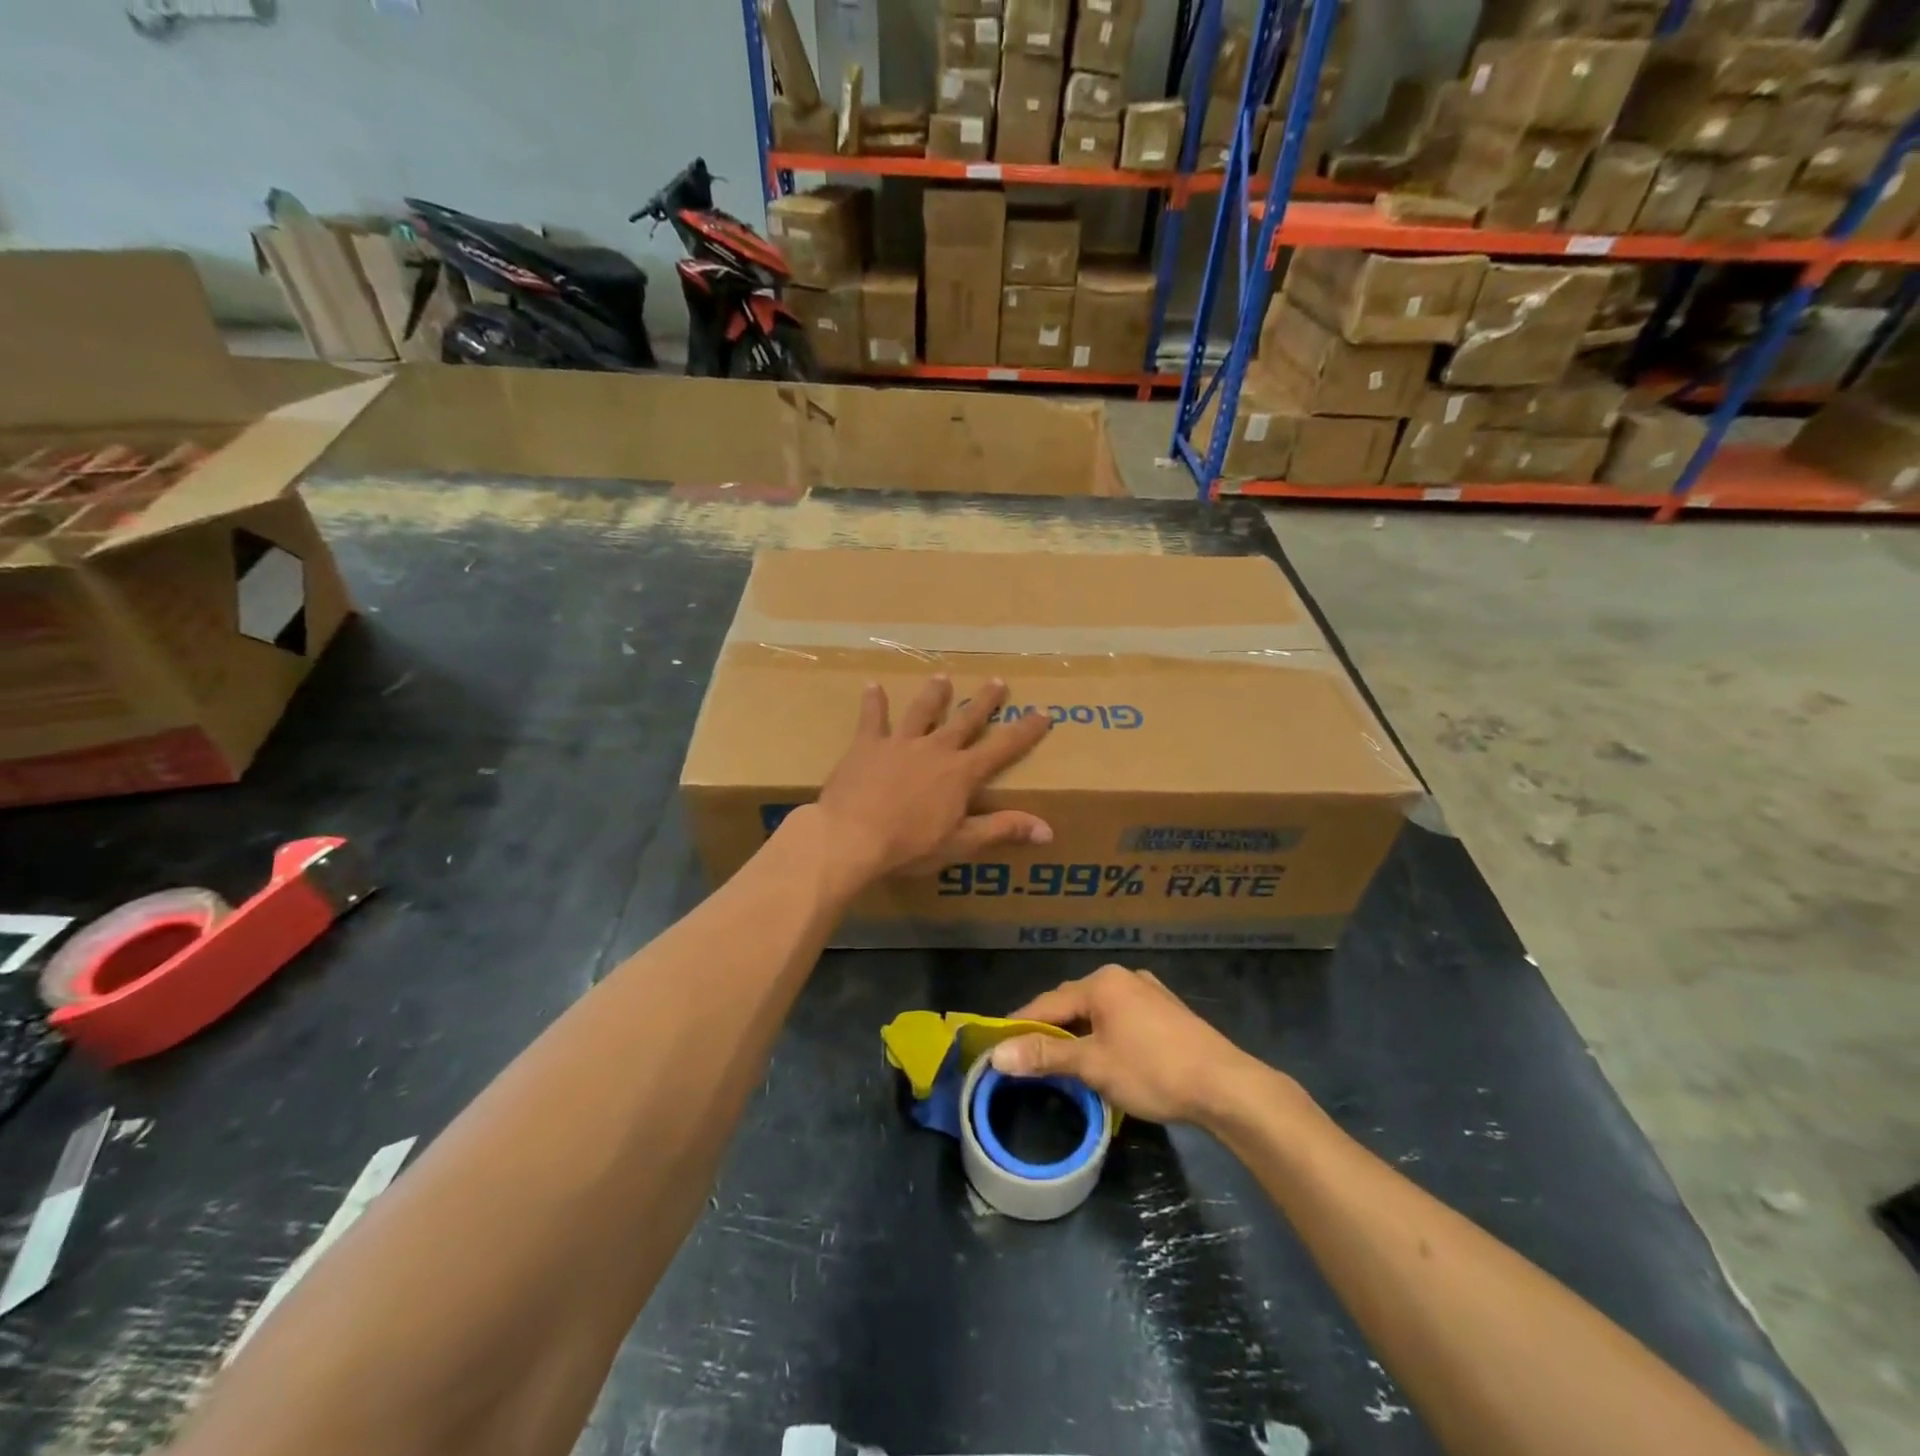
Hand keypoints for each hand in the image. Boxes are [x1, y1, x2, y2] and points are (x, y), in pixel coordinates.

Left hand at [808, 675, 1053, 894]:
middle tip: (997, 681)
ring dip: (934, 695)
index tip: (1043, 712)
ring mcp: (900, 743)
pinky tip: (871, 685)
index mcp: (961, 773)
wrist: (851, 836)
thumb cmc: (909, 845)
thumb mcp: (961, 843)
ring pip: (922, 711)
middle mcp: (935, 749)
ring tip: (942, 678)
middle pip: (965, 720)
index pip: (1003, 747)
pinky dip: (873, 702)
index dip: (1025, 730)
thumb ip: (1002, 830)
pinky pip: (872, 719)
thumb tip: (1048, 830)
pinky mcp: (867, 746)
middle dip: (984, 702)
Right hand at [988, 965, 1265, 1125]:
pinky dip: (1103, 1035)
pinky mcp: (1167, 1012)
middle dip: (1050, 1030)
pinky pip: (1121, 1018)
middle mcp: (1123, 977)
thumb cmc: (1153, 1070)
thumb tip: (998, 1055)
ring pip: (1099, 1012)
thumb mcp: (1094, 1065)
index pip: (1048, 1003)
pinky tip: (1103, 1055)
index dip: (1020, 1025)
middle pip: (1073, 1003)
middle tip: (1026, 1057)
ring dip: (1078, 1034)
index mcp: (1102, 982)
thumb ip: (1045, 1056)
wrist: (1225, 1086)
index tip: (997, 1045)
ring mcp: (1149, 992)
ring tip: (1060, 1060)